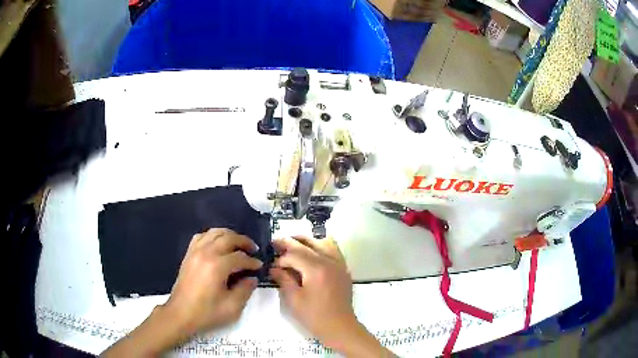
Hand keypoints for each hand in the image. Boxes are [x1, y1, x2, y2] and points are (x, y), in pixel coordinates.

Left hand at [162, 228, 262, 335]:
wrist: (180, 314)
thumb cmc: (206, 313)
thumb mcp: (232, 307)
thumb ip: (245, 290)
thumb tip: (252, 278)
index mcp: (217, 266)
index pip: (240, 257)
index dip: (252, 261)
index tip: (260, 266)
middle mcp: (206, 253)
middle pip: (228, 238)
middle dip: (244, 242)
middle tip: (253, 249)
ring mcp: (195, 252)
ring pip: (214, 232)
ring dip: (229, 235)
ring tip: (238, 244)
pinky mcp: (188, 254)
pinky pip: (201, 236)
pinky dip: (212, 236)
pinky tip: (218, 244)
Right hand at [269, 237, 358, 347]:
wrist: (340, 327)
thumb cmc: (314, 316)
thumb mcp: (293, 299)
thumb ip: (283, 279)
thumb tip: (274, 268)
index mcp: (316, 268)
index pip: (294, 254)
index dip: (280, 259)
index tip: (272, 266)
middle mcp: (330, 261)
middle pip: (308, 243)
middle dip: (290, 242)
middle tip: (276, 244)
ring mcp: (339, 264)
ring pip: (323, 242)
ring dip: (307, 241)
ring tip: (294, 245)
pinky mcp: (343, 270)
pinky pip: (334, 250)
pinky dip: (321, 246)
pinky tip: (312, 254)